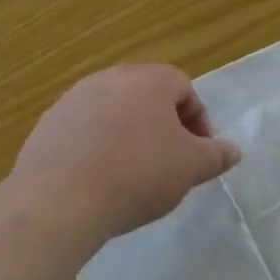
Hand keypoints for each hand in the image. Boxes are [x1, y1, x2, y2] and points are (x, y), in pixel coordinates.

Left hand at [10, 64, 238, 245]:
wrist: (58, 200)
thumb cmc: (138, 174)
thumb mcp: (192, 168)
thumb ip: (217, 155)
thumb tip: (232, 150)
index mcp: (149, 80)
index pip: (184, 88)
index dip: (198, 120)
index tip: (200, 152)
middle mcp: (109, 79)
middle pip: (147, 96)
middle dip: (164, 126)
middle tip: (170, 161)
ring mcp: (73, 100)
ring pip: (114, 112)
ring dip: (129, 135)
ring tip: (133, 173)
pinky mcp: (47, 126)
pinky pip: (84, 131)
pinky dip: (98, 148)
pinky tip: (100, 180)